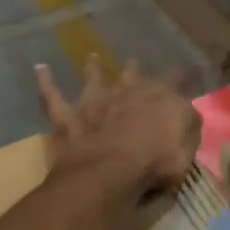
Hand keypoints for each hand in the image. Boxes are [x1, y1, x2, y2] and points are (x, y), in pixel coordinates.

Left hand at [36, 58, 200, 197]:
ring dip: (93, 68)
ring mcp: (95, 101)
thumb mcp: (187, 151)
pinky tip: (40, 69)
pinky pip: (52, 95)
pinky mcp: (67, 116)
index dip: (184, 76)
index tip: (189, 72)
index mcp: (160, 100)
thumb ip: (188, 129)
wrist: (109, 171)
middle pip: (133, 74)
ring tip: (92, 58)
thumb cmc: (155, 163)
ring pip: (94, 77)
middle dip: (135, 71)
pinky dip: (46, 82)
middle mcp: (127, 92)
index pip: (177, 80)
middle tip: (134, 64)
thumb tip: (187, 115)